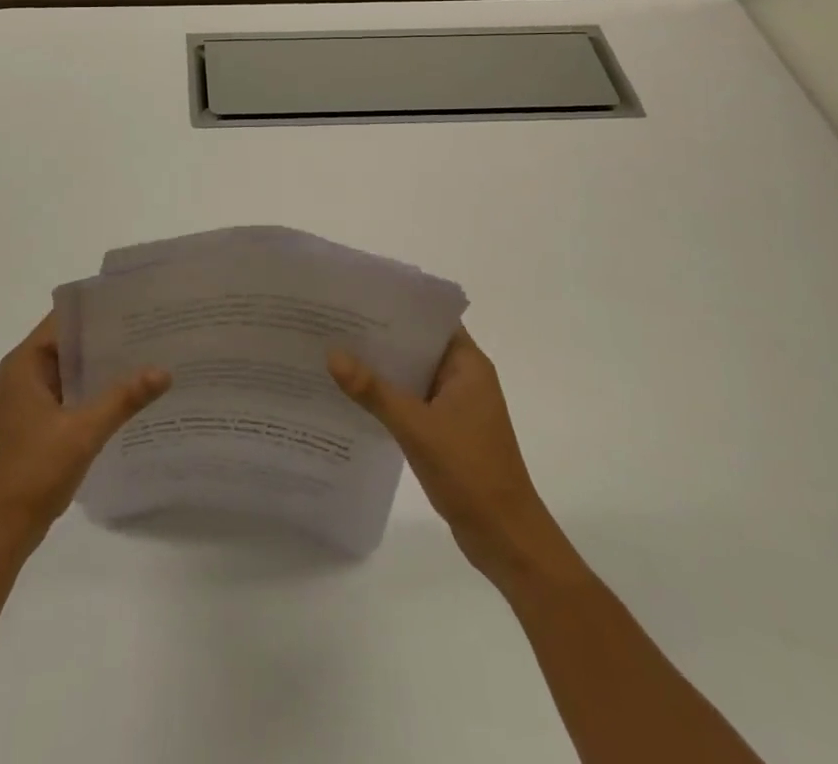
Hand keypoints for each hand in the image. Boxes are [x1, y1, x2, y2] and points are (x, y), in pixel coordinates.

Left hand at [0, 313, 169, 553]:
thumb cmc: (33, 473)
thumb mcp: (83, 432)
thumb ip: (123, 399)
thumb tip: (164, 370)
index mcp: (24, 364)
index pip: (64, 320)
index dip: (98, 311)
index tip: (135, 306)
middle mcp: (21, 375)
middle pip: (68, 344)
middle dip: (106, 340)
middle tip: (150, 332)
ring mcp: (25, 402)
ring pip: (69, 372)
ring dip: (100, 369)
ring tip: (145, 359)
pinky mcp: (33, 427)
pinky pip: (67, 396)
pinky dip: (91, 394)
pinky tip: (124, 399)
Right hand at [328, 328, 551, 571]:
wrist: (506, 539)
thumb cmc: (469, 472)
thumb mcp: (416, 427)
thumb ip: (373, 390)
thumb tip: (332, 353)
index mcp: (468, 365)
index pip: (430, 318)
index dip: (397, 305)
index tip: (358, 297)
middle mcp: (464, 377)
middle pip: (418, 344)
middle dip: (381, 336)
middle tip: (335, 322)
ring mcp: (456, 405)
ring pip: (412, 374)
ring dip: (382, 368)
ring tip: (336, 351)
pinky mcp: (447, 430)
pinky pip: (412, 399)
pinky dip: (388, 395)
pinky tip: (354, 395)